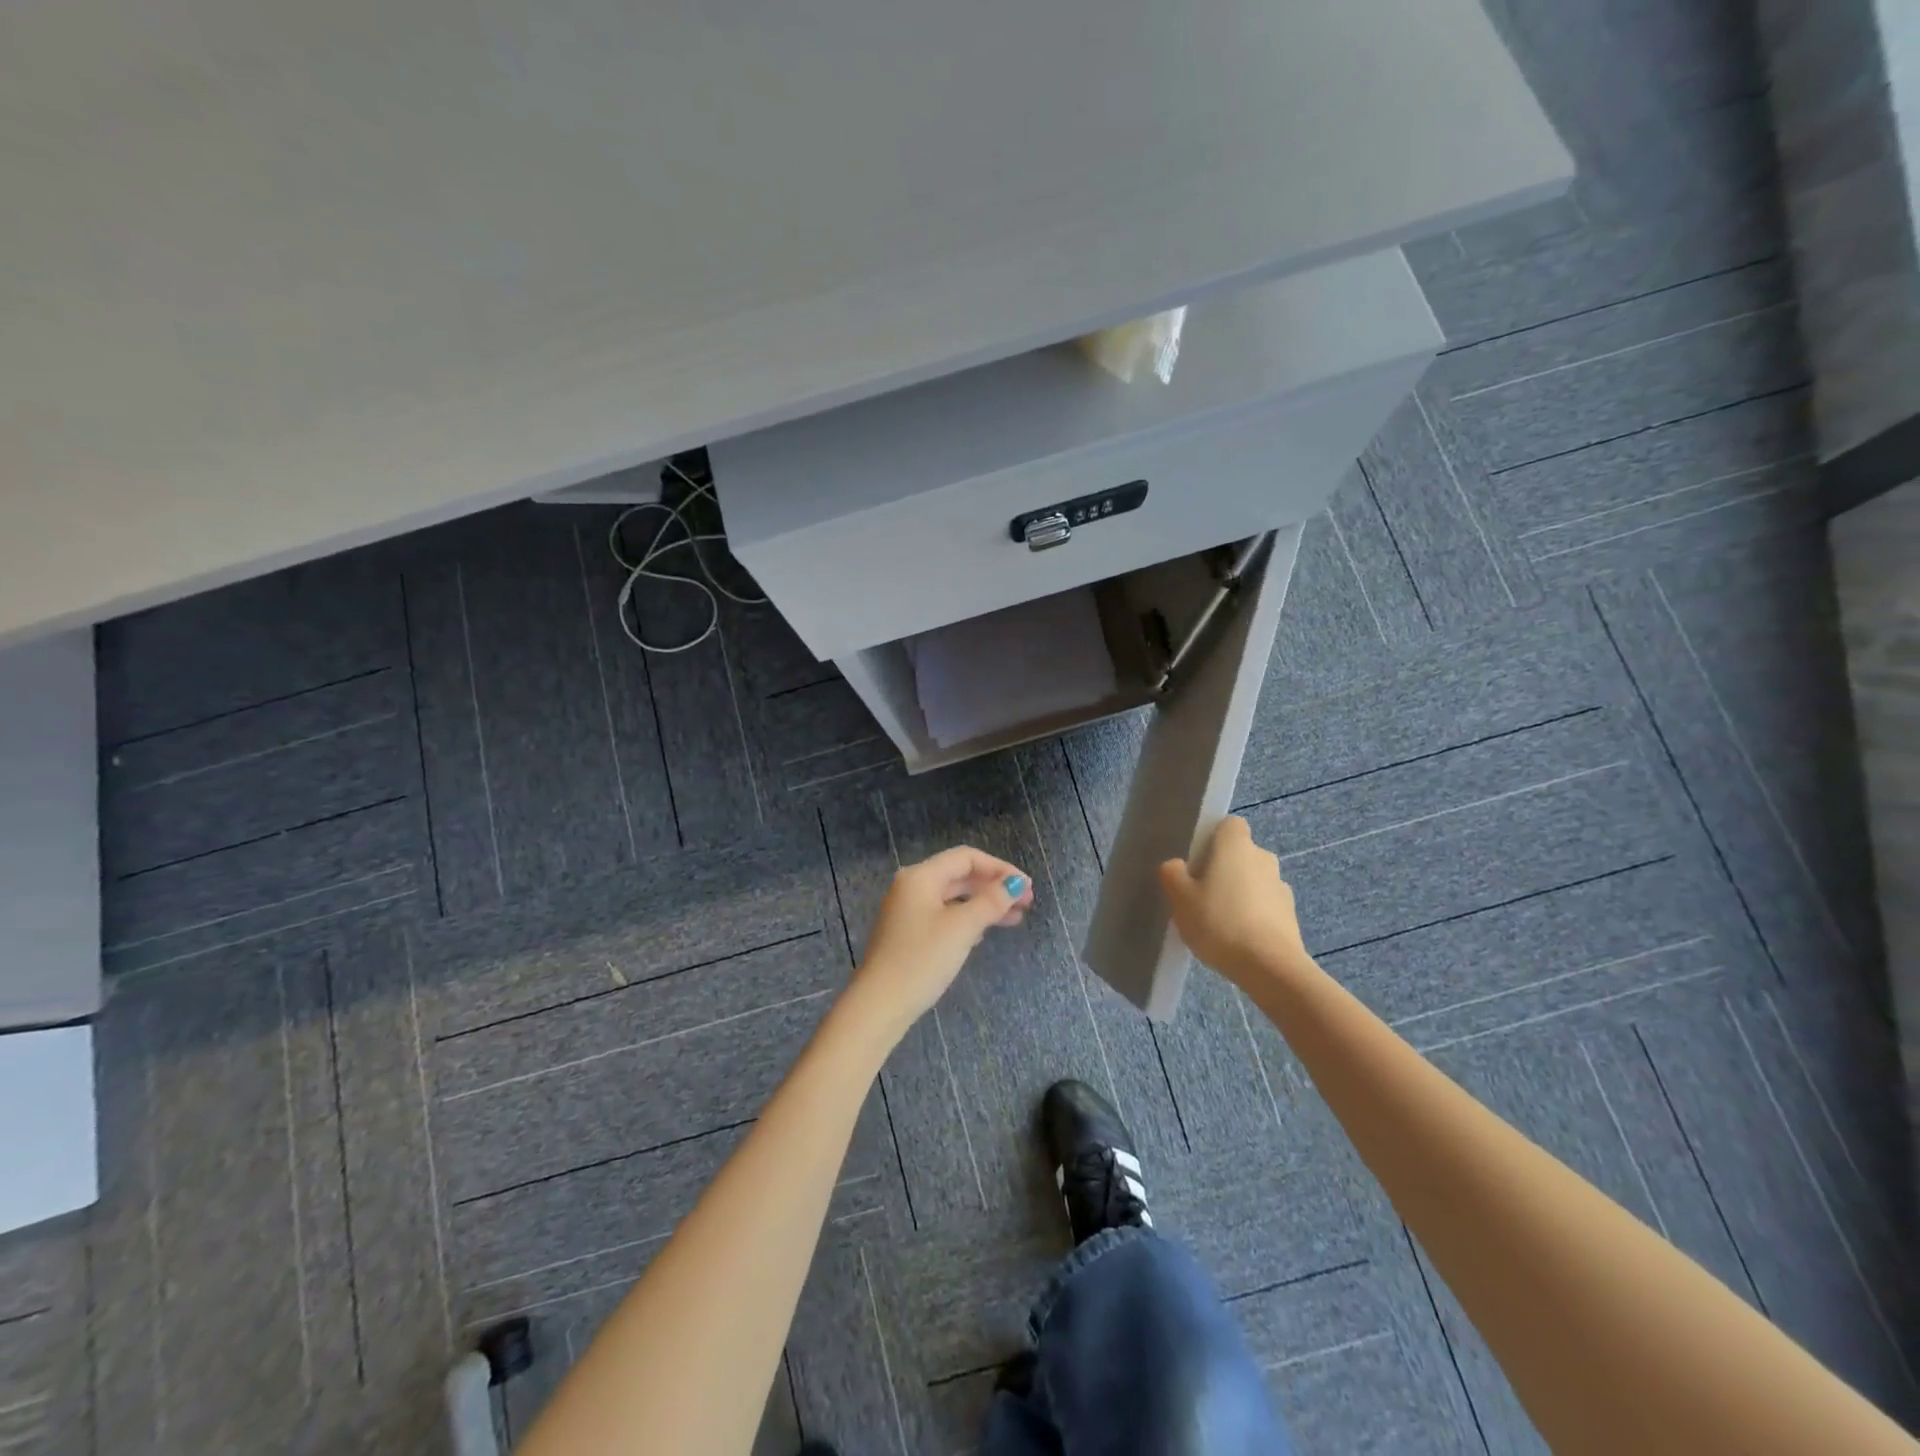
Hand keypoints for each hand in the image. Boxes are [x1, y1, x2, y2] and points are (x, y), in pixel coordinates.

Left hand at [848, 846, 1034, 1033]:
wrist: (880, 1004)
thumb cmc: (922, 959)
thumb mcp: (962, 928)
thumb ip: (991, 902)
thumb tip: (1015, 883)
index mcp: (921, 876)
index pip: (966, 858)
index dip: (999, 868)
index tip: (1026, 886)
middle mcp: (912, 886)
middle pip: (960, 875)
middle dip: (994, 886)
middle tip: (1026, 903)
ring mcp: (908, 910)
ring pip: (954, 897)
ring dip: (984, 904)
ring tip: (1015, 919)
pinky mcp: (909, 933)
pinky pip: (945, 915)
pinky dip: (968, 918)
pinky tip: (985, 932)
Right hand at [1159, 817, 1308, 985]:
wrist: (1270, 967)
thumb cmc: (1219, 922)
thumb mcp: (1180, 898)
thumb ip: (1172, 874)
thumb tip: (1177, 866)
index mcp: (1236, 845)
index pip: (1229, 825)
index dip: (1212, 838)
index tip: (1196, 860)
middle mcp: (1263, 857)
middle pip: (1240, 854)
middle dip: (1223, 868)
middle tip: (1200, 894)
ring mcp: (1281, 886)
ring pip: (1253, 881)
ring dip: (1239, 893)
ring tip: (1217, 923)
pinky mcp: (1290, 915)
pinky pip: (1265, 906)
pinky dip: (1252, 916)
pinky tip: (1236, 940)